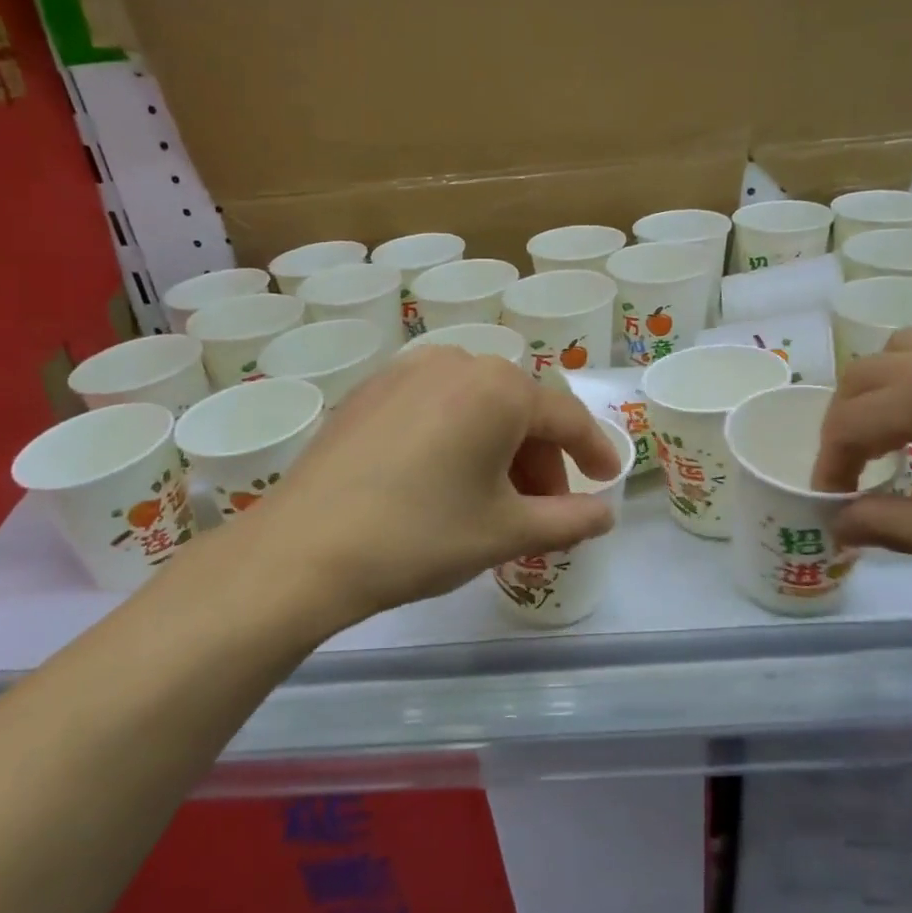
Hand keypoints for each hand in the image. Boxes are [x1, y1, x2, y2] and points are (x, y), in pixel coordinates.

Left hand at [233, 350, 622, 623]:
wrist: (304, 549)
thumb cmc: (420, 536)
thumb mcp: (506, 531)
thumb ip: (569, 520)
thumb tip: (605, 514)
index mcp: (499, 387)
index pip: (566, 417)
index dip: (594, 451)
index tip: (608, 480)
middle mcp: (456, 362)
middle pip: (519, 409)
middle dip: (541, 459)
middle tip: (544, 509)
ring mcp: (406, 371)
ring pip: (476, 406)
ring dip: (499, 449)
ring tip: (493, 501)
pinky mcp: (370, 391)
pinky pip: (435, 407)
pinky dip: (458, 438)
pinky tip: (445, 481)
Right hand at [812, 330, 911, 606]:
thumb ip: (898, 527)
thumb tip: (838, 524)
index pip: (854, 418)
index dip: (829, 463)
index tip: (830, 507)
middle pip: (869, 372)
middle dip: (844, 422)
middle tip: (853, 477)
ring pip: (908, 353)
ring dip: (880, 396)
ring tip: (893, 449)